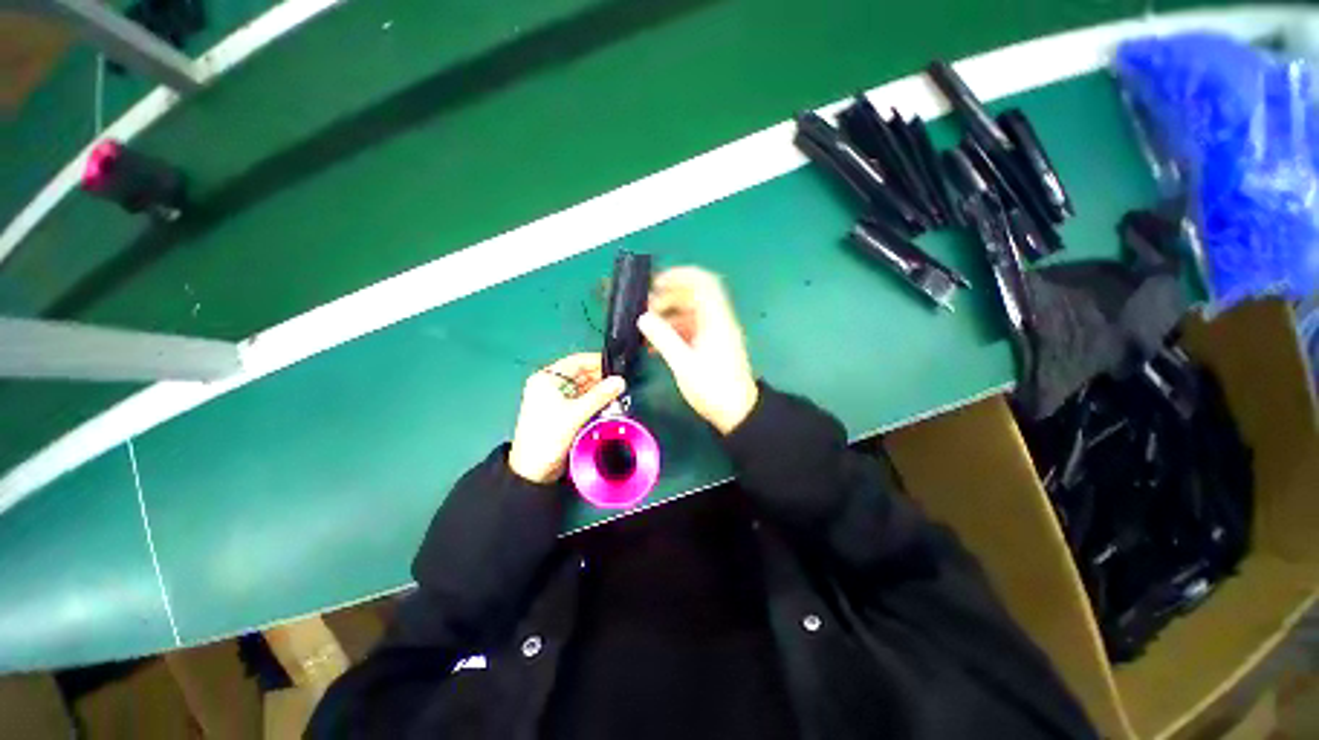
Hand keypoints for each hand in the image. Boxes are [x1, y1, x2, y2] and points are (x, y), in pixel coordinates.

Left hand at [508, 353, 625, 483]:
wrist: (533, 470)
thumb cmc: (548, 436)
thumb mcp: (575, 414)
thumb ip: (600, 396)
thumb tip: (620, 381)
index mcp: (547, 379)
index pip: (577, 361)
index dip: (597, 362)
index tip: (618, 367)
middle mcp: (551, 386)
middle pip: (581, 375)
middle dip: (601, 379)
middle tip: (622, 384)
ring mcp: (557, 400)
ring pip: (584, 389)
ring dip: (600, 392)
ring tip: (619, 395)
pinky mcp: (563, 413)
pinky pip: (583, 401)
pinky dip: (595, 402)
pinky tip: (609, 405)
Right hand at [638, 267, 758, 433]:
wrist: (737, 413)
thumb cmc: (712, 388)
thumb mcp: (684, 364)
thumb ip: (663, 338)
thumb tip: (643, 318)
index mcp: (715, 320)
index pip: (703, 283)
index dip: (680, 276)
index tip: (656, 282)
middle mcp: (717, 321)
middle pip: (693, 297)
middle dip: (668, 298)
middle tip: (645, 310)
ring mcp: (715, 333)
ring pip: (690, 313)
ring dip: (669, 316)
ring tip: (647, 328)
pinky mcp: (712, 346)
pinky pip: (691, 329)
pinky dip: (674, 331)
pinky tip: (657, 344)